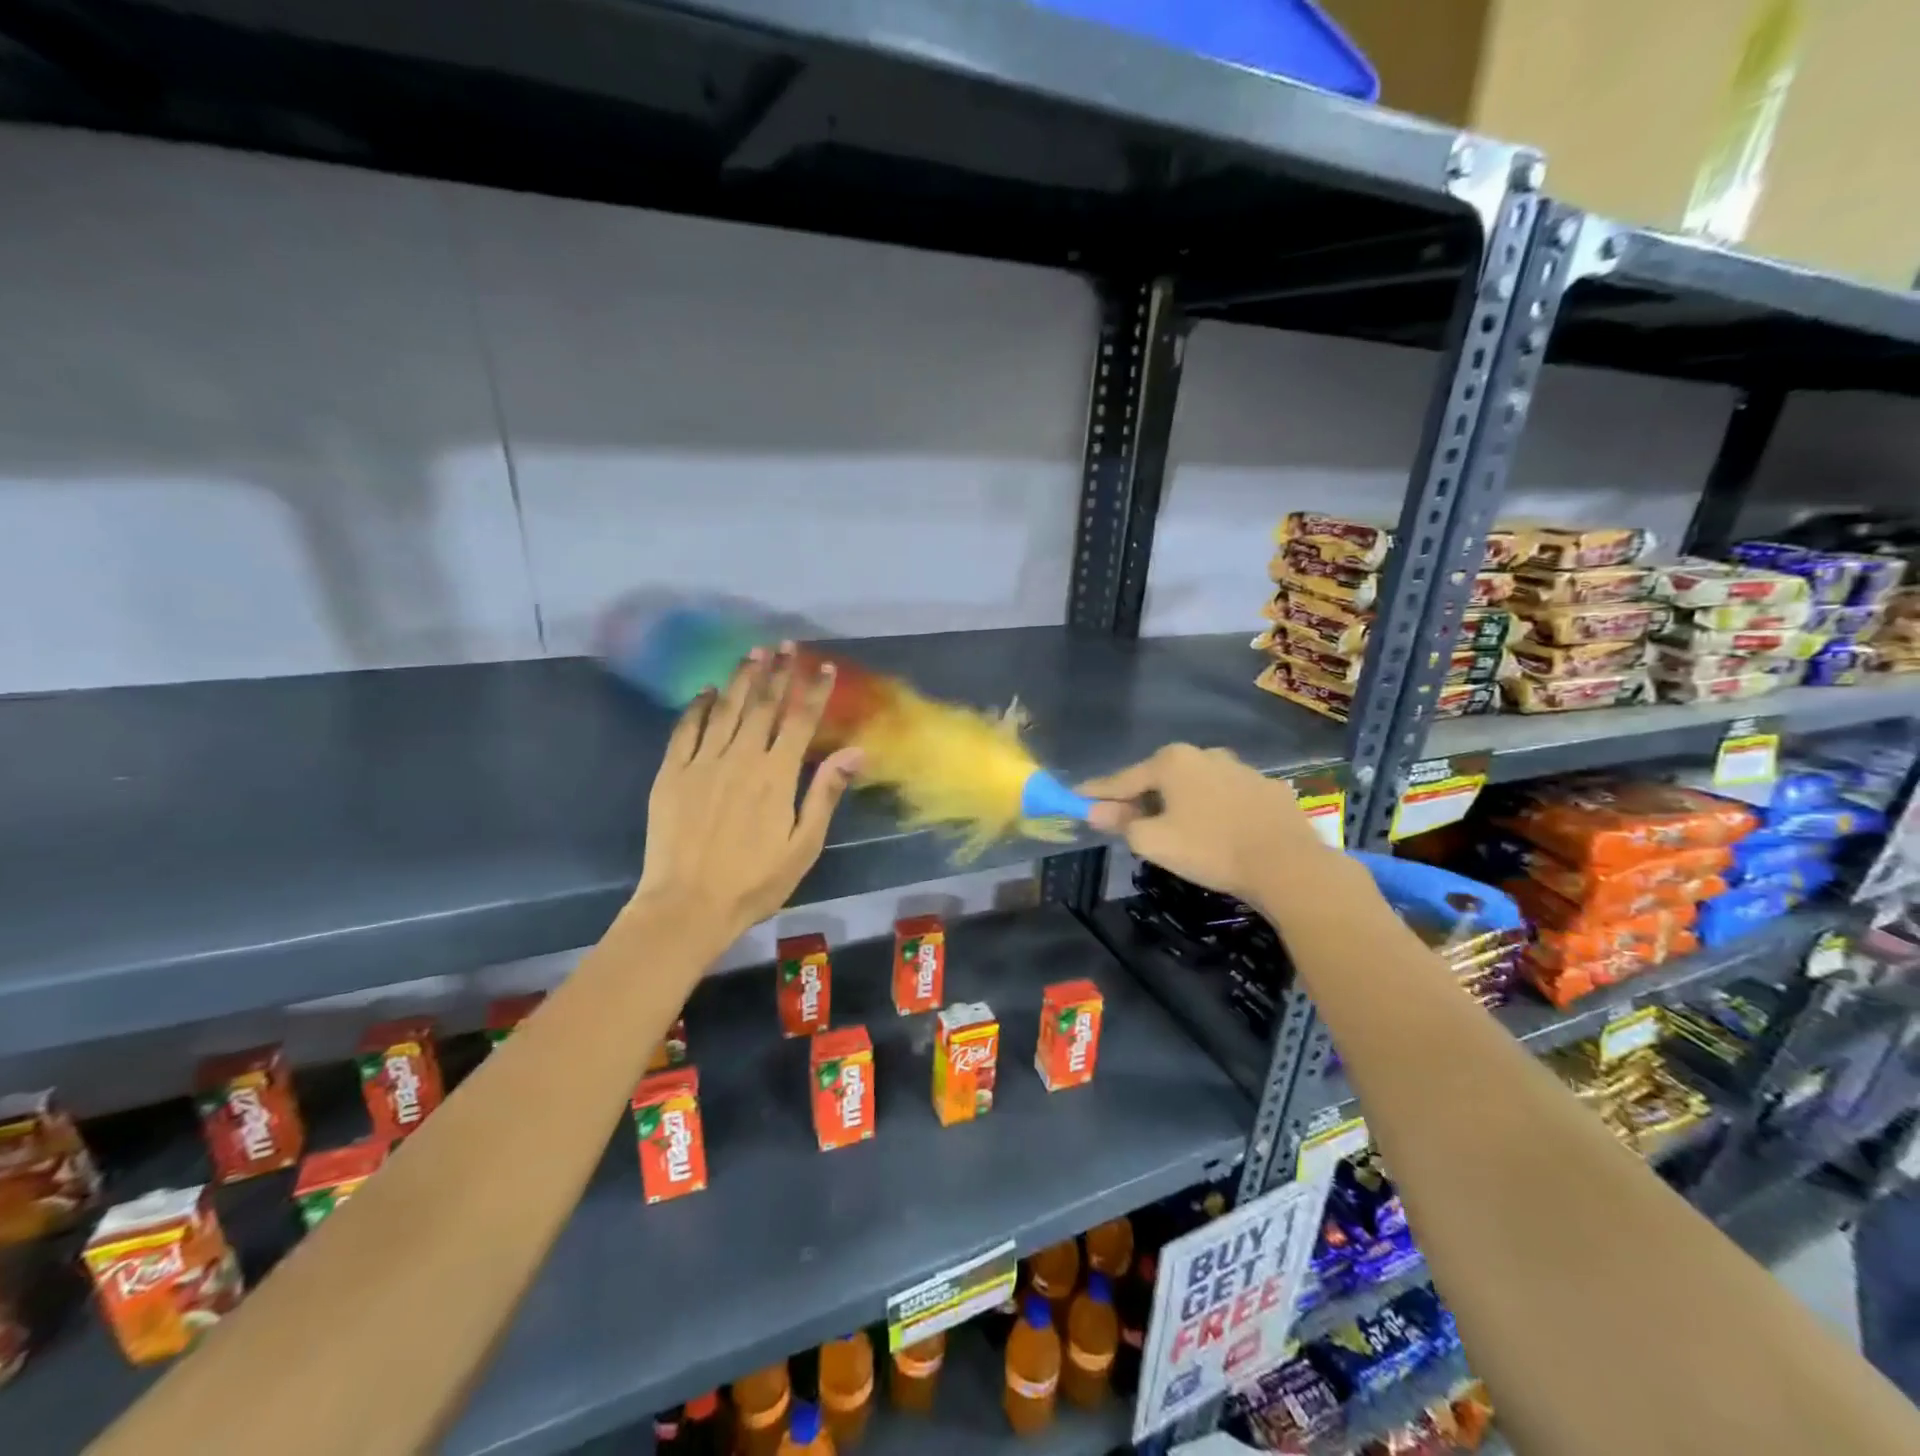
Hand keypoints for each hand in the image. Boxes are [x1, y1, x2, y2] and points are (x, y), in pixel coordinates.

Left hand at [634, 647, 863, 944]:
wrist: (687, 906)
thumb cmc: (754, 882)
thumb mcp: (803, 845)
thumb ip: (825, 793)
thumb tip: (856, 750)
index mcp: (776, 776)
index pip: (800, 721)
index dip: (813, 691)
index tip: (823, 667)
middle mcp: (740, 758)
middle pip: (762, 705)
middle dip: (777, 673)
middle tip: (785, 645)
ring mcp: (702, 762)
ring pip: (725, 709)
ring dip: (741, 679)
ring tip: (753, 653)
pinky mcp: (671, 773)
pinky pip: (685, 729)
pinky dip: (697, 706)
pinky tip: (705, 690)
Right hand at [1079, 744, 1340, 907]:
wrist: (1287, 864)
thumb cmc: (1210, 849)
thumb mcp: (1154, 841)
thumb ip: (1122, 823)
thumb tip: (1096, 811)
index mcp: (1172, 762)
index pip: (1123, 779)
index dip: (1097, 792)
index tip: (1077, 797)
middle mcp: (1205, 754)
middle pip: (1159, 777)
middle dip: (1140, 796)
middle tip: (1125, 819)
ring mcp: (1240, 769)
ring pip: (1196, 785)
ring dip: (1178, 801)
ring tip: (1173, 826)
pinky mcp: (1267, 789)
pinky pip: (1226, 796)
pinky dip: (1212, 809)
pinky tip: (1215, 830)